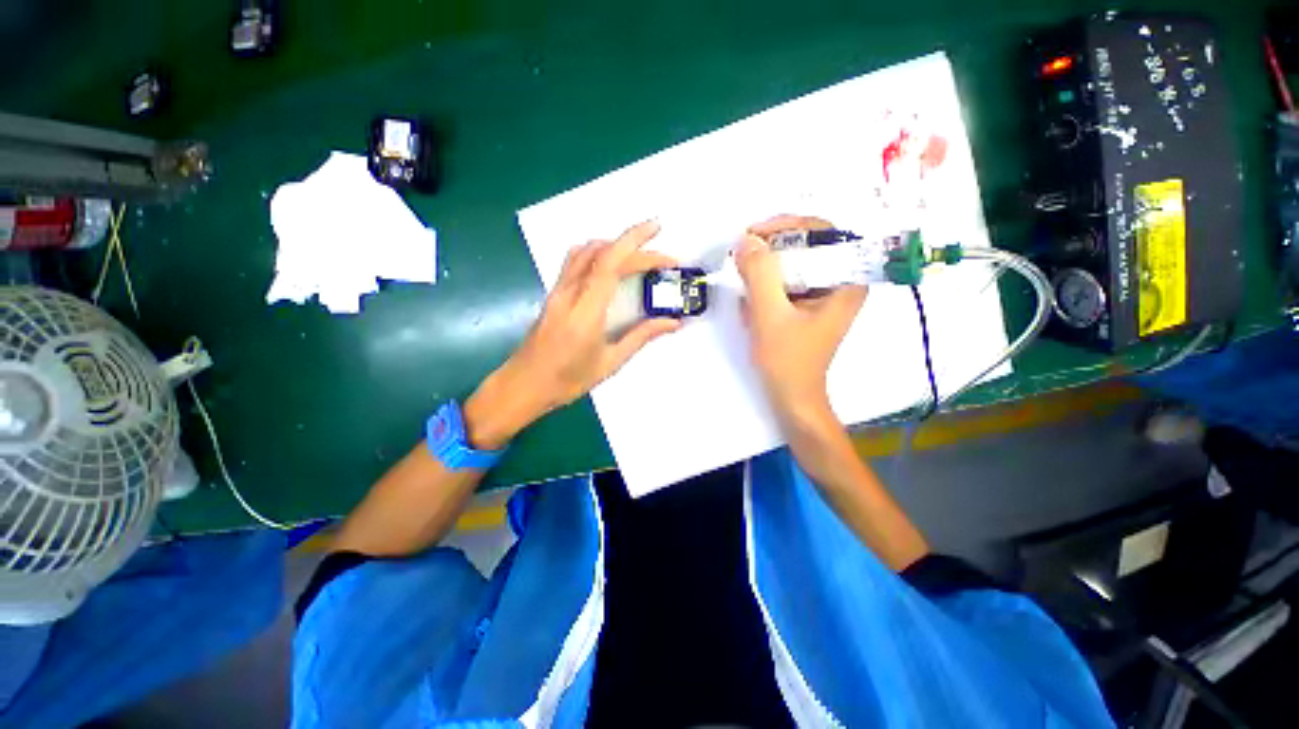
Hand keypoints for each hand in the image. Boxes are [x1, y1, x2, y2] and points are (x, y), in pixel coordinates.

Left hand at [464, 220, 681, 447]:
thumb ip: (641, 336)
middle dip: (636, 247)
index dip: (635, 240)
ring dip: (614, 246)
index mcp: (586, 310)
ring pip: (585, 252)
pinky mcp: (553, 293)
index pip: (610, 261)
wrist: (523, 385)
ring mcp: (558, 290)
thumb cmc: (567, 380)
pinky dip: (598, 254)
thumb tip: (673, 322)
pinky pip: (575, 261)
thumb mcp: (610, 362)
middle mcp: (569, 291)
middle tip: (663, 261)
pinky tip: (610, 268)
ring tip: (639, 259)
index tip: (658, 229)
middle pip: (602, 253)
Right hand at [736, 215, 867, 422]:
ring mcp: (823, 296)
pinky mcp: (807, 308)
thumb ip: (759, 274)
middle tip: (742, 257)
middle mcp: (840, 283)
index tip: (755, 234)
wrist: (791, 398)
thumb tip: (745, 240)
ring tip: (744, 291)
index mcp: (847, 281)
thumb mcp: (770, 314)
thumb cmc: (787, 360)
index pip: (823, 232)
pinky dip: (765, 290)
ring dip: (764, 273)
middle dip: (771, 252)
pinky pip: (785, 285)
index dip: (788, 226)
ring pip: (792, 266)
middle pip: (806, 247)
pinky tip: (751, 311)